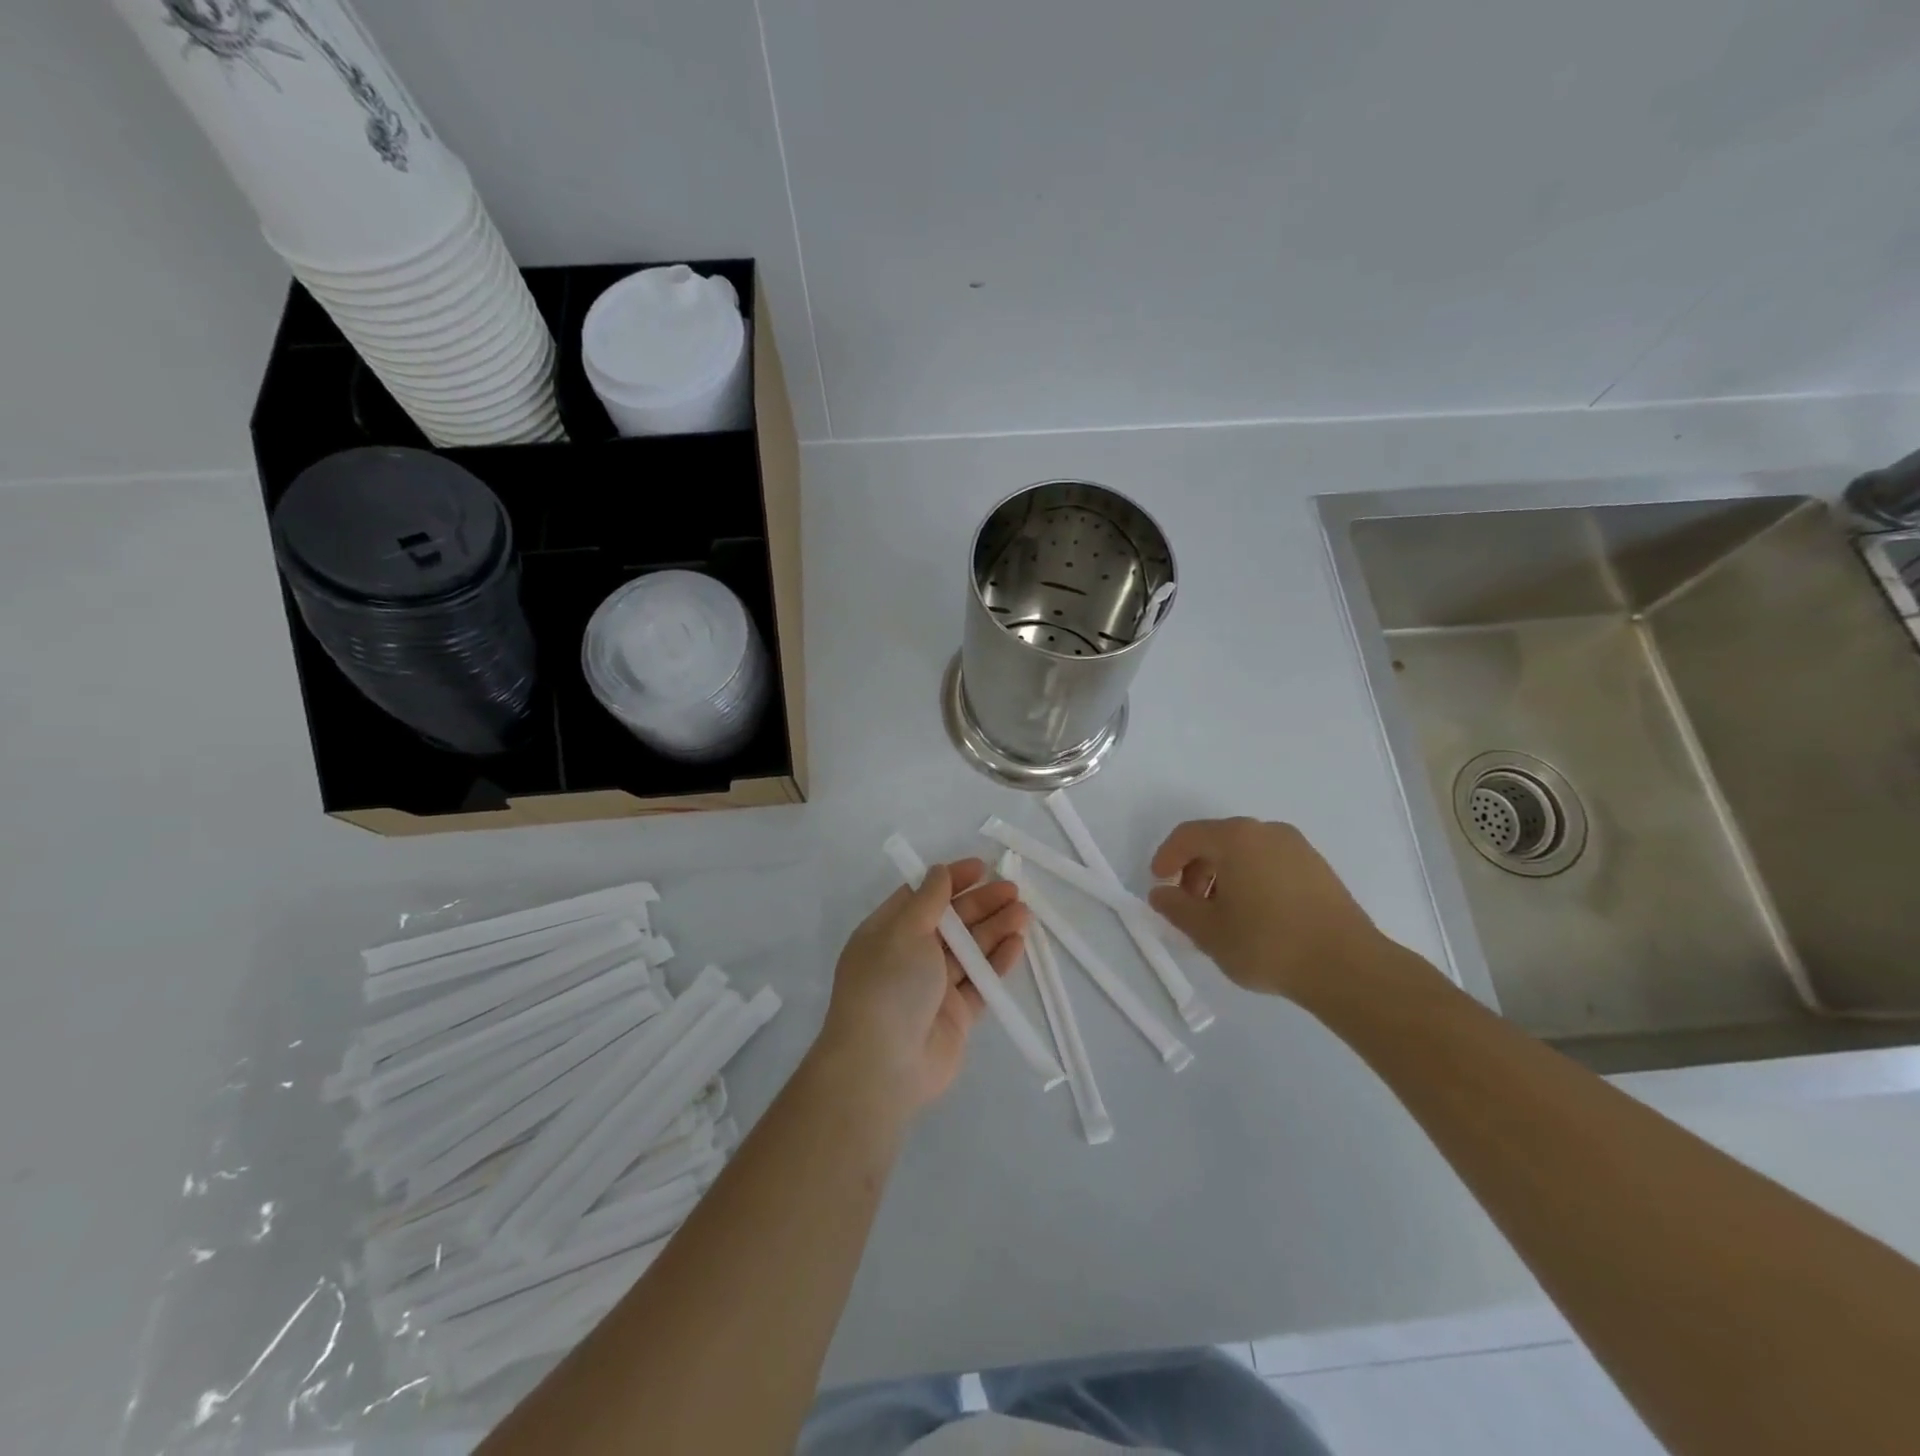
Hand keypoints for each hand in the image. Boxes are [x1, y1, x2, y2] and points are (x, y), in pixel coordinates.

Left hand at [816, 859, 1028, 1114]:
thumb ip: (928, 900)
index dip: (951, 880)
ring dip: (995, 929)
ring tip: (1024, 913)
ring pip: (969, 950)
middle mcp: (909, 957)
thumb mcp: (904, 931)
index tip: (981, 867)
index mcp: (887, 933)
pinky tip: (1018, 944)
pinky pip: (980, 981)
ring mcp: (933, 987)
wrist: (883, 1066)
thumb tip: (939, 871)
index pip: (922, 897)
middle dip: (981, 904)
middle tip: (1013, 890)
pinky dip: (997, 962)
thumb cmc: (889, 986)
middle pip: (950, 922)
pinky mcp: (956, 1015)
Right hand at [1148, 818, 1411, 1003]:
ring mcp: (1298, 848)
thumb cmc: (1267, 943)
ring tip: (1221, 915)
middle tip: (1189, 905)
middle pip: (1218, 840)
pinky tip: (1254, 915)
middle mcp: (1267, 831)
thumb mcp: (1208, 931)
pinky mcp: (1318, 868)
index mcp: (1236, 838)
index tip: (1159, 883)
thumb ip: (1176, 908)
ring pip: (1246, 852)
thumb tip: (1161, 894)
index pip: (1188, 835)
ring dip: (1224, 876)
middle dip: (1196, 869)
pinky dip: (1252, 879)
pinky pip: (1270, 863)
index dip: (1166, 857)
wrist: (1347, 967)